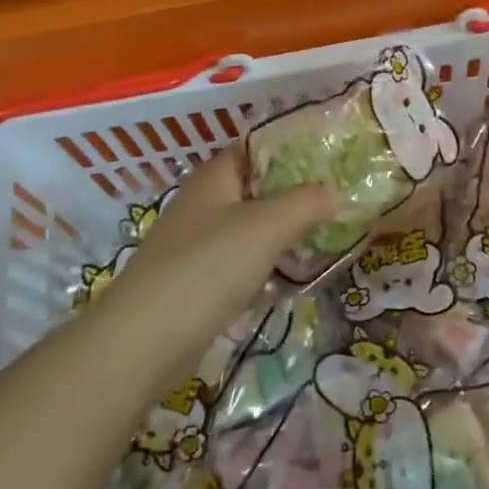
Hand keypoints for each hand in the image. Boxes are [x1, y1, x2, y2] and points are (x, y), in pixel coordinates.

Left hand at [98, 148, 338, 374]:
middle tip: (343, 197)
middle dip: (299, 193)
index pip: (259, 147)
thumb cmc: (209, 266)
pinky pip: (245, 263)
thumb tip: (337, 192)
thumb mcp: (268, 225)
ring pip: (254, 228)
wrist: (145, 341)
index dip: (296, 147)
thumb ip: (307, 202)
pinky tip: (298, 276)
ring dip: (287, 232)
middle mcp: (206, 203)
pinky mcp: (201, 283)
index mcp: (216, 176)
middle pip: (260, 188)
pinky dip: (271, 266)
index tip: (335, 156)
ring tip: (331, 235)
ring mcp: (201, 244)